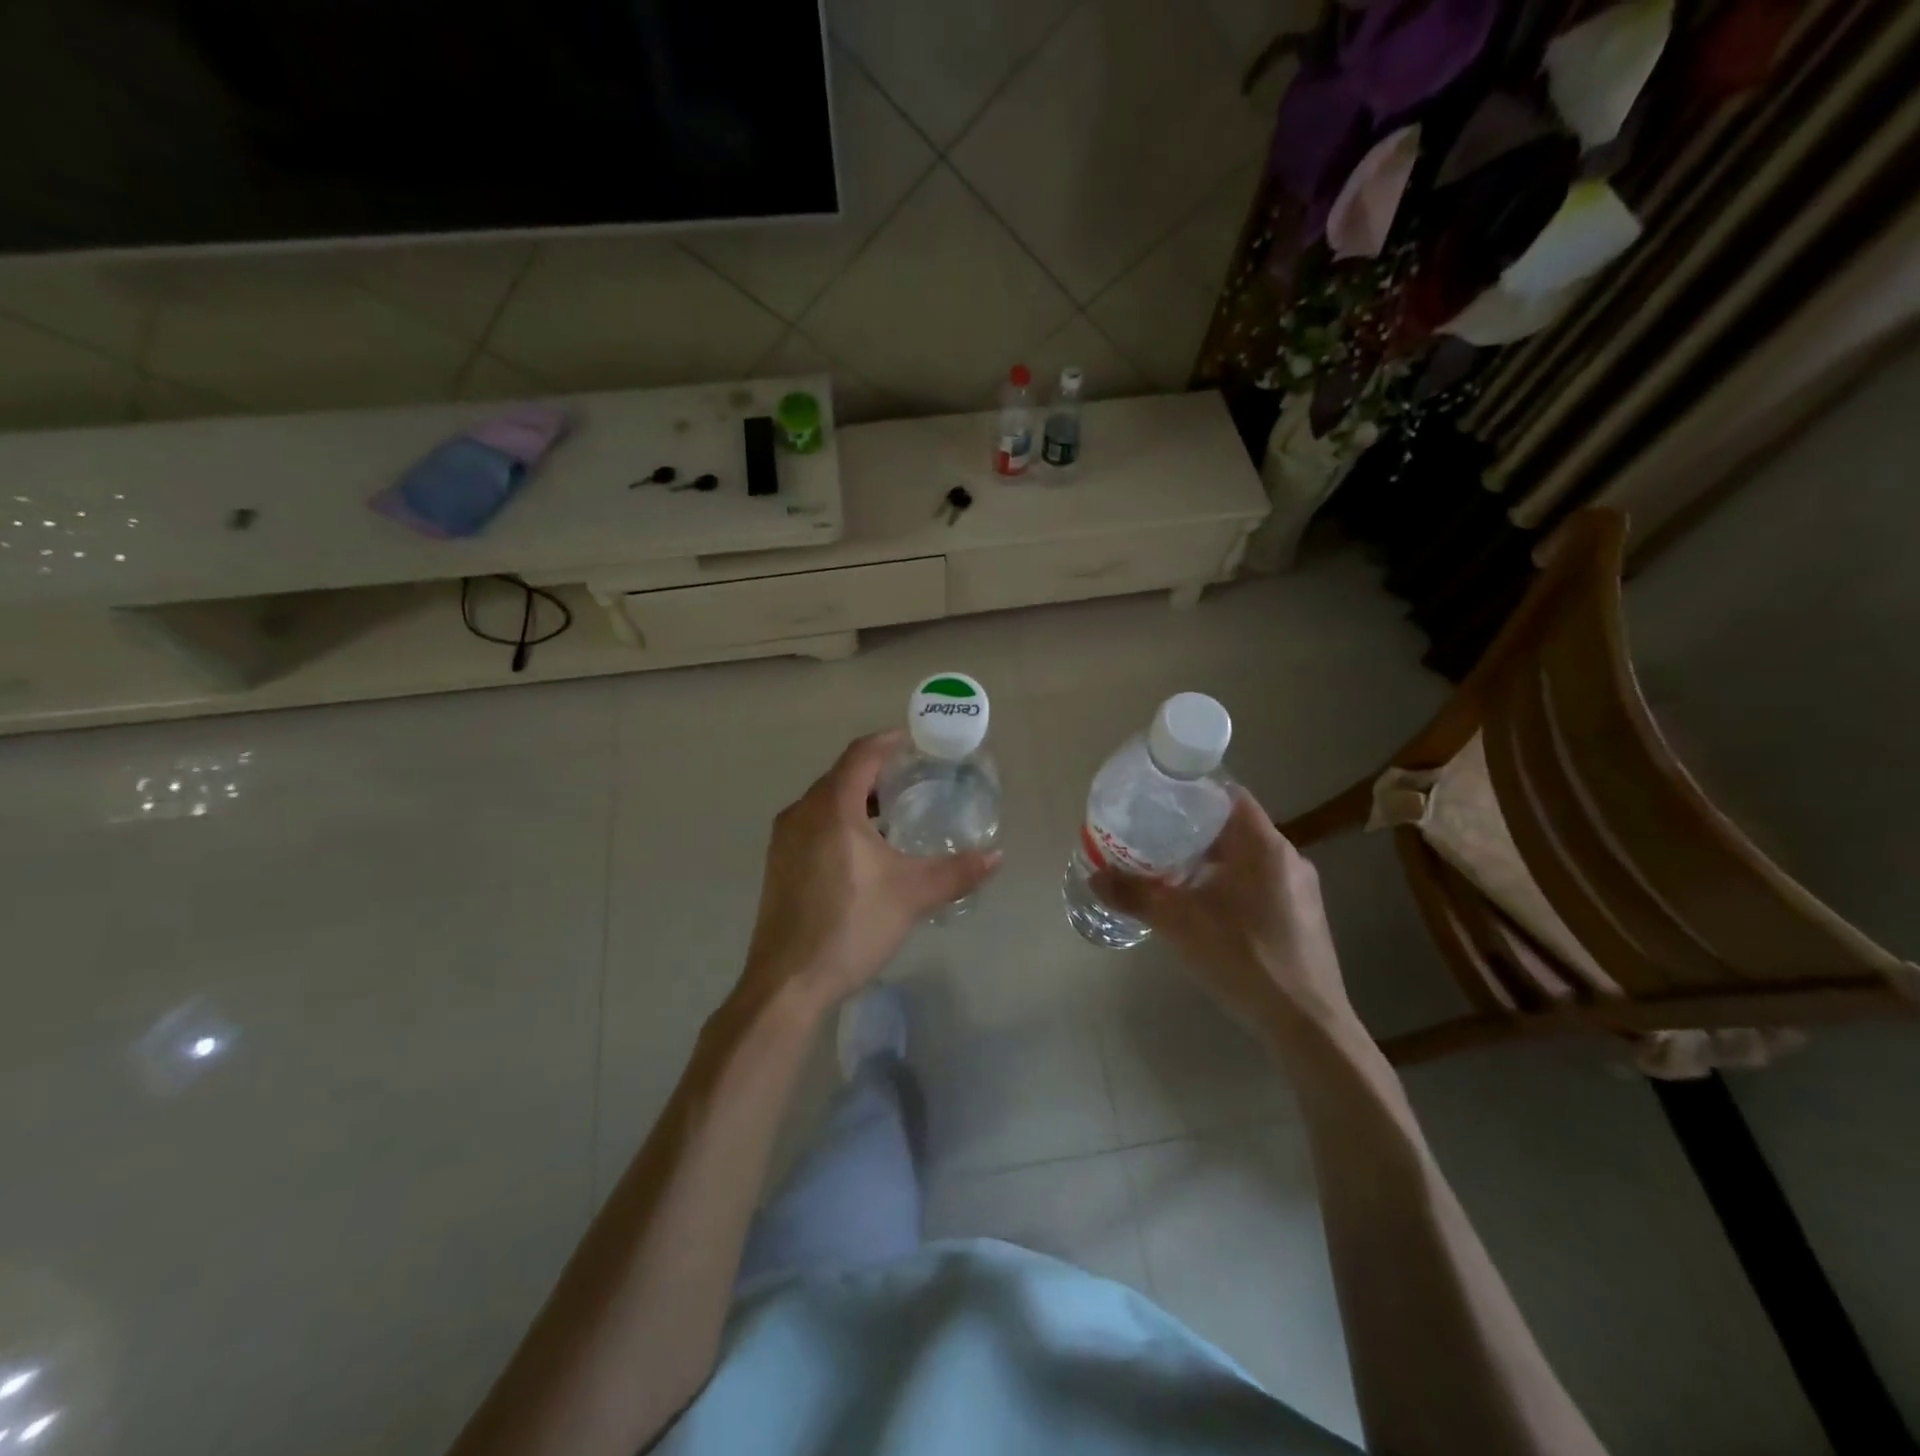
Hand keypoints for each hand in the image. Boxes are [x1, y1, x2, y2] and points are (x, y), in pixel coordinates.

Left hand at [739, 731, 1001, 1013]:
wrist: (787, 983)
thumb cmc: (850, 926)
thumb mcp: (911, 896)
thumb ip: (956, 871)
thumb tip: (997, 855)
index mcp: (831, 808)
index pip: (861, 755)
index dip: (890, 742)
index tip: (916, 741)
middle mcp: (801, 813)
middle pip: (842, 775)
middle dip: (878, 772)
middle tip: (915, 779)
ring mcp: (784, 840)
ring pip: (826, 802)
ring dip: (859, 799)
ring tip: (896, 814)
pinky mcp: (778, 864)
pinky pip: (814, 825)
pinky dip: (841, 822)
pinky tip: (865, 849)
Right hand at [1091, 790, 1352, 1030]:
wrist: (1305, 1023)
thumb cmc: (1242, 957)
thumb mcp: (1178, 923)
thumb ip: (1135, 895)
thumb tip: (1095, 876)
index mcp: (1263, 845)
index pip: (1229, 795)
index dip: (1194, 793)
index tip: (1161, 801)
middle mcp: (1289, 858)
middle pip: (1236, 828)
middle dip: (1195, 832)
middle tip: (1156, 840)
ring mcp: (1302, 889)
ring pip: (1249, 859)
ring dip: (1214, 863)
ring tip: (1174, 876)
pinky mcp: (1305, 918)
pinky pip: (1262, 885)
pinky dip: (1233, 886)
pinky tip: (1208, 912)